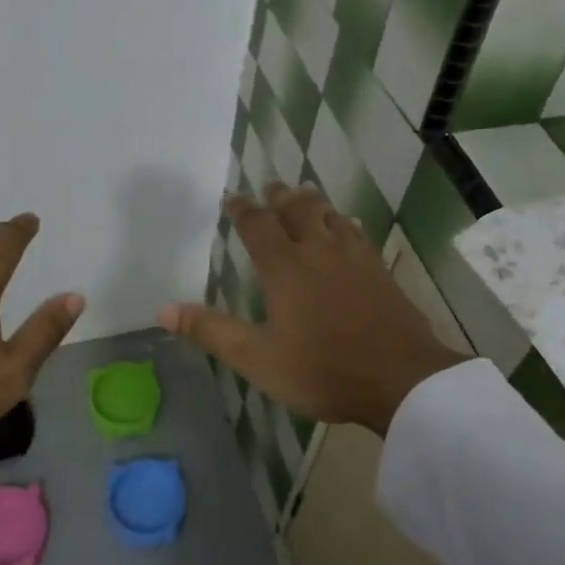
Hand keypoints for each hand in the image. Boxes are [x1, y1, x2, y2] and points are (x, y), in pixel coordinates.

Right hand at [158, 184, 461, 436]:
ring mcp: (353, 257)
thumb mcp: (258, 358)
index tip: (231, 197)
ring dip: (313, 201)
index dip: (242, 208)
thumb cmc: (322, 370)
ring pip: (330, 215)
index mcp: (285, 267)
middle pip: (297, 209)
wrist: (400, 379)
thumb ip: (212, 331)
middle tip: (271, 185)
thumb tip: (164, 309)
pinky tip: (349, 226)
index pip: (257, 224)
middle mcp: (318, 251)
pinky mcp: (378, 270)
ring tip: (304, 192)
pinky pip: (357, 233)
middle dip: (280, 196)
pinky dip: (345, 223)